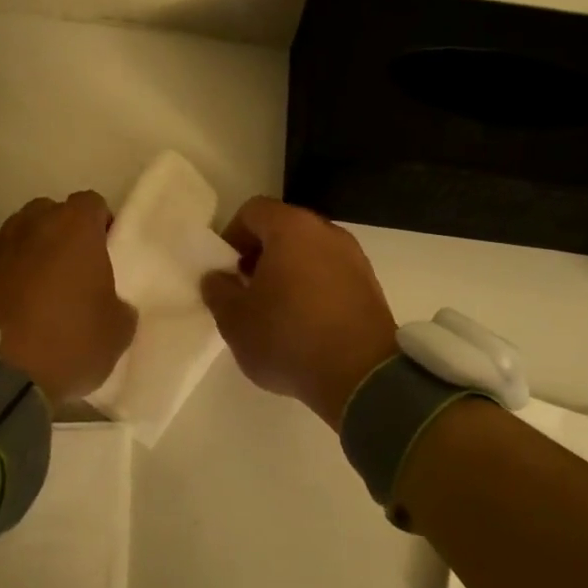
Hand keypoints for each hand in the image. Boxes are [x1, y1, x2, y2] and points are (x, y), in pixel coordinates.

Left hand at [0, 191, 135, 402]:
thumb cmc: (67, 340)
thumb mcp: (117, 332)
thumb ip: (120, 306)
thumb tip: (112, 305)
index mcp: (75, 226)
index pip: (93, 203)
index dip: (102, 225)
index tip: (107, 253)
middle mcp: (32, 222)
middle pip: (52, 213)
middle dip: (63, 234)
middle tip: (74, 270)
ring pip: (21, 235)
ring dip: (32, 253)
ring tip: (39, 290)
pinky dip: (6, 275)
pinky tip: (13, 307)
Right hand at [201, 197, 396, 428]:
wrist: (361, 376)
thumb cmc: (288, 337)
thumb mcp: (235, 319)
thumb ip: (218, 290)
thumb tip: (217, 276)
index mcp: (291, 228)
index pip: (253, 211)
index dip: (232, 236)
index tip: (225, 270)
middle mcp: (326, 232)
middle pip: (284, 228)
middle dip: (260, 253)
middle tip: (246, 289)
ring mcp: (354, 257)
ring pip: (309, 251)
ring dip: (288, 271)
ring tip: (275, 310)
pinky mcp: (370, 285)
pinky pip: (331, 273)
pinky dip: (313, 287)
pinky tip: (305, 322)